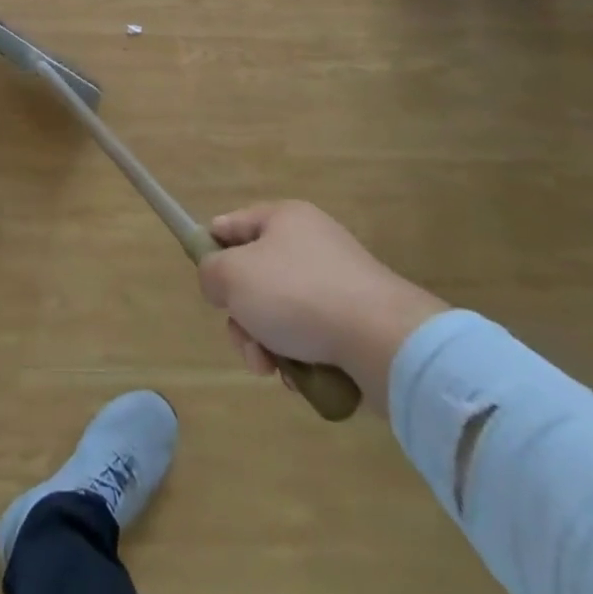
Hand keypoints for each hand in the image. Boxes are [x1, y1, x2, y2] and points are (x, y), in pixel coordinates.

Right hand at [196, 201, 446, 416]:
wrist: (383, 341)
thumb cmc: (298, 295)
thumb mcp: (232, 275)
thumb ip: (210, 272)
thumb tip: (220, 283)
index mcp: (283, 218)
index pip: (230, 225)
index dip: (211, 251)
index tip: (209, 285)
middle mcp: (311, 242)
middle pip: (254, 276)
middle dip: (242, 315)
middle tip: (246, 341)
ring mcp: (337, 282)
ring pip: (279, 311)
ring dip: (266, 342)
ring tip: (272, 368)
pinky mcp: (357, 320)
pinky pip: (311, 334)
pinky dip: (298, 356)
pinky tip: (300, 376)